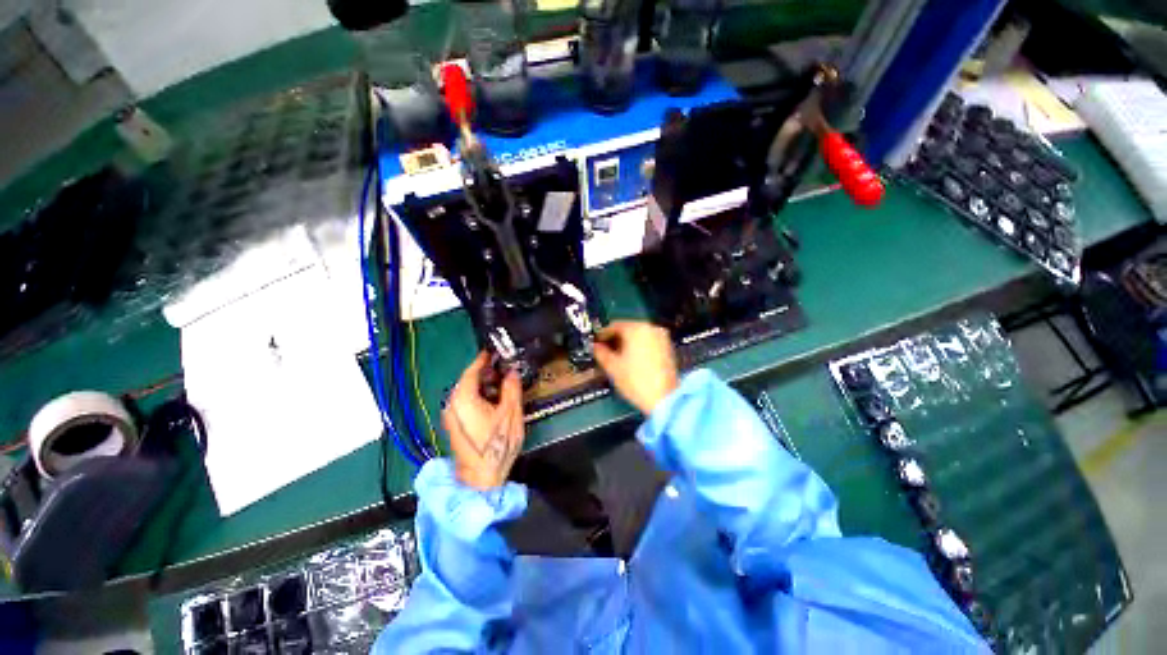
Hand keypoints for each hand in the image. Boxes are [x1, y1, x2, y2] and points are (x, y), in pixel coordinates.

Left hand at [443, 352, 524, 490]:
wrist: (481, 478)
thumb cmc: (497, 445)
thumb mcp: (511, 413)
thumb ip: (512, 388)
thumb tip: (512, 372)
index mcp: (464, 398)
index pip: (471, 371)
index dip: (484, 359)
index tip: (495, 352)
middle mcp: (452, 404)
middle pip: (467, 380)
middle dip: (486, 373)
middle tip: (505, 369)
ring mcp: (451, 416)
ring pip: (466, 392)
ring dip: (483, 385)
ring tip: (503, 385)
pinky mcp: (454, 425)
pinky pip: (465, 402)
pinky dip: (478, 396)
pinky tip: (493, 401)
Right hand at [593, 321, 678, 415]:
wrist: (665, 399)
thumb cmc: (636, 381)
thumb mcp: (612, 367)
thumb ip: (601, 353)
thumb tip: (596, 347)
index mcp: (636, 329)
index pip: (614, 326)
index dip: (602, 335)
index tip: (596, 343)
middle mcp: (650, 328)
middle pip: (627, 329)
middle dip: (615, 339)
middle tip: (605, 351)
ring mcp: (662, 338)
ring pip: (638, 336)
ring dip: (627, 344)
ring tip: (617, 357)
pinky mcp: (668, 348)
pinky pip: (648, 343)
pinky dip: (638, 348)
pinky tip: (631, 360)